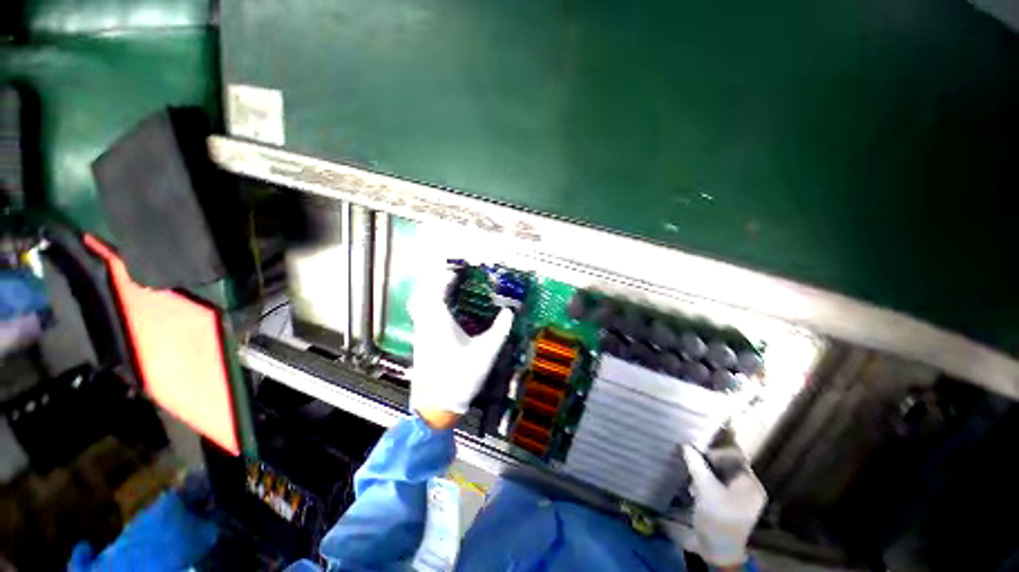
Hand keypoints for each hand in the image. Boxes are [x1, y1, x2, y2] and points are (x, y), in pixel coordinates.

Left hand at [408, 266, 512, 426]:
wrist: (436, 407)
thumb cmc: (460, 377)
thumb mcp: (485, 353)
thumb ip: (499, 331)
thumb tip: (509, 312)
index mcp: (439, 324)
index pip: (436, 292)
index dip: (444, 279)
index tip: (455, 272)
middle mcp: (425, 325)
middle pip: (421, 295)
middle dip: (434, 282)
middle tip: (450, 278)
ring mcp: (420, 335)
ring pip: (419, 306)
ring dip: (431, 293)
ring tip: (447, 291)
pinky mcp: (421, 344)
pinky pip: (422, 316)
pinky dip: (430, 306)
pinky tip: (445, 312)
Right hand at [680, 444, 766, 568]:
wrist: (717, 552)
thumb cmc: (716, 519)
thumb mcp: (705, 489)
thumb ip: (696, 464)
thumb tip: (685, 444)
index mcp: (751, 485)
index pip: (735, 457)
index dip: (716, 451)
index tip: (697, 450)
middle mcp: (749, 489)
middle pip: (728, 465)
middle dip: (708, 462)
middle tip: (692, 461)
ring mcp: (740, 498)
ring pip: (721, 475)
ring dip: (705, 472)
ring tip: (692, 476)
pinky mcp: (729, 505)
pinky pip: (718, 485)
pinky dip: (706, 482)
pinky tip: (694, 487)